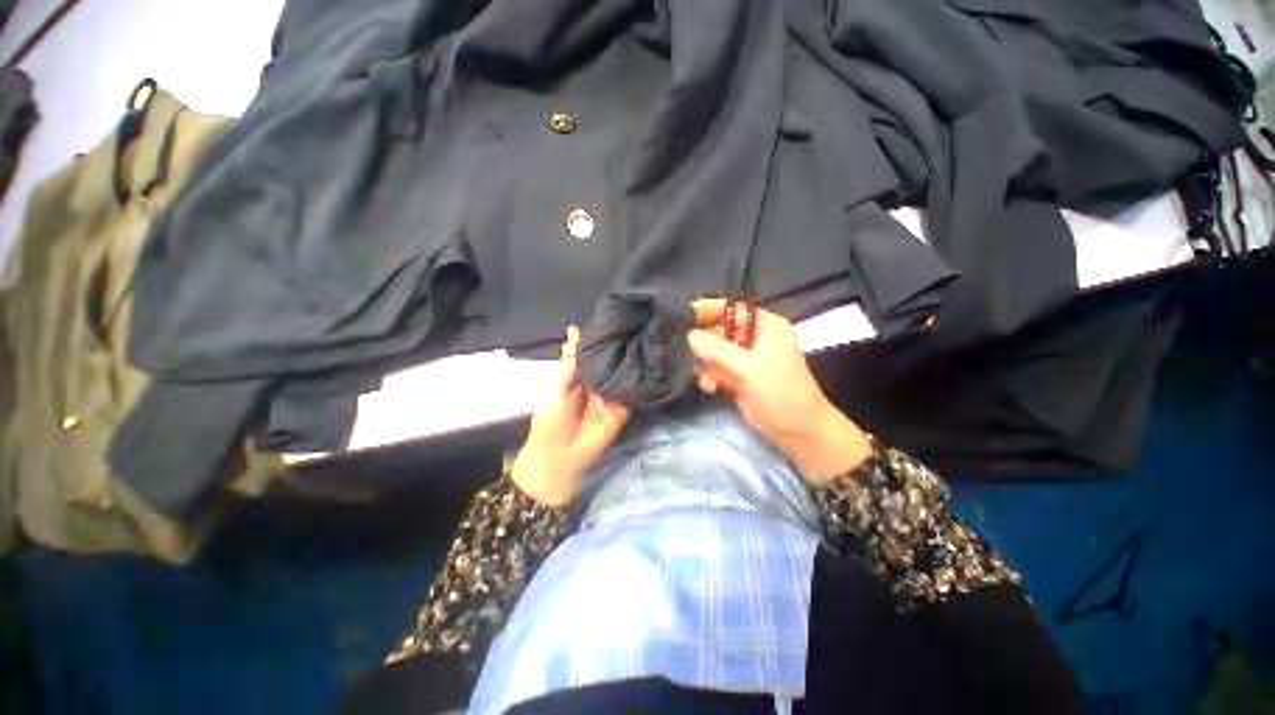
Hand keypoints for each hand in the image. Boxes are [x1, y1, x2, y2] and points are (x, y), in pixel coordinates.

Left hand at [510, 326, 630, 505]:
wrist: (560, 457)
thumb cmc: (551, 420)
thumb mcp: (558, 387)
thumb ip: (570, 362)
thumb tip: (574, 329)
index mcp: (580, 375)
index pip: (594, 352)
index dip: (601, 337)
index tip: (614, 316)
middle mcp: (598, 382)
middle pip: (611, 361)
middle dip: (620, 346)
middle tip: (635, 322)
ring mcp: (612, 395)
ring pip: (622, 374)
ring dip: (630, 361)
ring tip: (644, 337)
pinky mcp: (623, 409)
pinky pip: (631, 393)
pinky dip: (636, 381)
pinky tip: (646, 363)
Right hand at [687, 299, 871, 484]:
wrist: (798, 435)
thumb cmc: (782, 396)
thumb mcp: (750, 371)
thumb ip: (717, 351)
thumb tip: (688, 335)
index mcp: (764, 325)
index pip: (729, 309)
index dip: (705, 311)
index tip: (678, 318)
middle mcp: (752, 337)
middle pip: (717, 330)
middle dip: (703, 344)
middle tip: (689, 355)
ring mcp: (743, 358)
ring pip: (712, 351)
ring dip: (706, 364)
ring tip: (709, 380)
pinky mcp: (736, 376)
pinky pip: (714, 368)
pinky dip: (710, 377)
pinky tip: (712, 389)